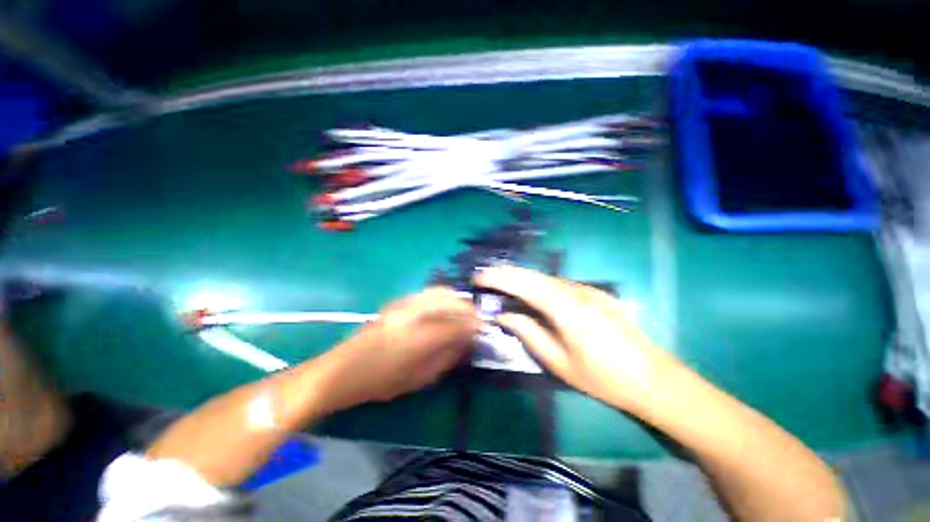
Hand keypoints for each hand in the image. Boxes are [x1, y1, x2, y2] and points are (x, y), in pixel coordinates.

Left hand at [319, 288, 479, 410]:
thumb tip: (466, 343)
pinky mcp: (398, 301)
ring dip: (456, 300)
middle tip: (476, 320)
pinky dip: (443, 297)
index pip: (457, 323)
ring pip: (440, 291)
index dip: (474, 325)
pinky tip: (444, 308)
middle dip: (468, 309)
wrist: (340, 370)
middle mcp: (414, 313)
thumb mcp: (418, 378)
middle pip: (451, 300)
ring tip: (463, 313)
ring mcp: (404, 303)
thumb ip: (446, 358)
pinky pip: (428, 292)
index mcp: (420, 336)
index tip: (484, 329)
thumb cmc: (380, 382)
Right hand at [474, 266, 679, 413]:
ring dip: (521, 277)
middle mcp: (576, 290)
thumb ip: (529, 332)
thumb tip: (505, 315)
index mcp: (566, 308)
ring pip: (545, 277)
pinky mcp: (594, 293)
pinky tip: (529, 290)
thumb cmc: (603, 377)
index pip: (524, 284)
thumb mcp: (559, 361)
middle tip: (485, 275)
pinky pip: (558, 284)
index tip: (478, 278)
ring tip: (500, 281)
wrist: (654, 378)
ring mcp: (587, 289)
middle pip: (533, 275)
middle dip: (506, 273)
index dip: (499, 278)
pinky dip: (537, 284)